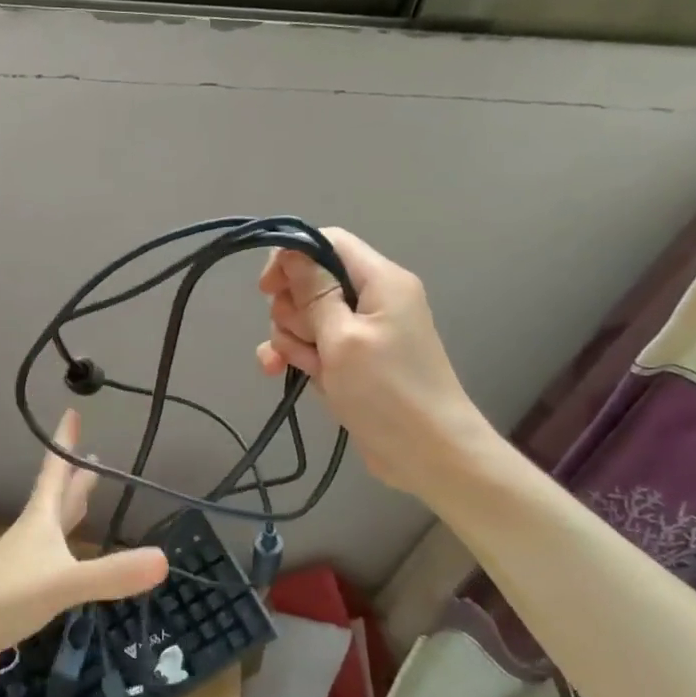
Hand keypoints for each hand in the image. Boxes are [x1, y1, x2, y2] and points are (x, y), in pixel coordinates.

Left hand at [0, 411, 166, 686]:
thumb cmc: (4, 597)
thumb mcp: (63, 583)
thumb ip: (111, 573)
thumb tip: (165, 559)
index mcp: (39, 520)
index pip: (55, 472)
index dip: (64, 443)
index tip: (72, 412)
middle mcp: (31, 534)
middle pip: (57, 497)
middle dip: (74, 476)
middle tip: (92, 455)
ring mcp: (23, 562)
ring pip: (53, 526)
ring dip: (70, 508)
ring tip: (86, 496)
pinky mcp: (19, 590)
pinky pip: (50, 557)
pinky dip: (66, 548)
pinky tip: (70, 558)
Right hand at [256, 228, 491, 494]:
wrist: (428, 454)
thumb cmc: (387, 391)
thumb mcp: (342, 338)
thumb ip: (314, 292)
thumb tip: (291, 251)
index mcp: (381, 281)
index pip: (328, 242)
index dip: (292, 257)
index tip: (267, 288)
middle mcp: (371, 299)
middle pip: (311, 282)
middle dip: (292, 309)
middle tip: (303, 338)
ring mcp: (360, 333)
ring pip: (305, 317)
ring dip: (291, 339)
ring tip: (302, 366)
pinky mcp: (350, 362)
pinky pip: (312, 345)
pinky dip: (295, 355)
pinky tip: (276, 371)